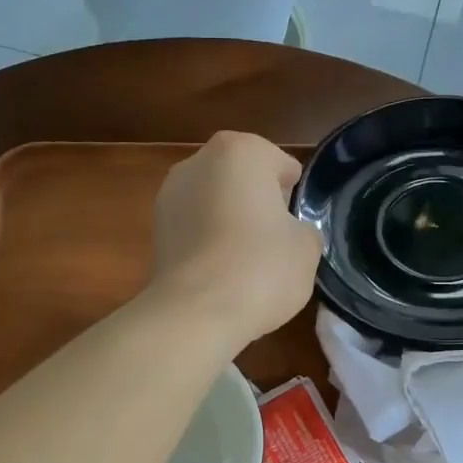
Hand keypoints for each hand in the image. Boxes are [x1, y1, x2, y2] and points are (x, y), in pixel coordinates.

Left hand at [147, 131, 321, 349]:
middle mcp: (198, 162)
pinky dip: (208, 241)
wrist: (196, 312)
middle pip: (241, 178)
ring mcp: (169, 195)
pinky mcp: (155, 230)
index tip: (295, 221)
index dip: (292, 193)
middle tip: (274, 239)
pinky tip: (221, 271)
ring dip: (229, 220)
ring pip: (214, 202)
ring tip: (246, 259)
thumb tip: (289, 233)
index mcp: (241, 151)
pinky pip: (195, 228)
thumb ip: (302, 229)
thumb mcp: (306, 247)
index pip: (280, 165)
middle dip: (257, 201)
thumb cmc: (260, 267)